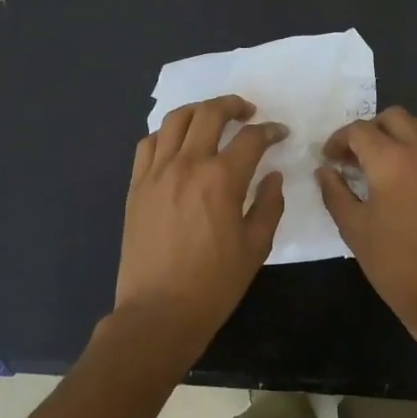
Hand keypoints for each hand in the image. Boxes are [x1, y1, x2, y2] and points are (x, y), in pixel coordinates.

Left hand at [111, 95, 286, 361]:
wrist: (158, 312)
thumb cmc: (214, 284)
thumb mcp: (256, 247)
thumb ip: (269, 205)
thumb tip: (273, 176)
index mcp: (222, 179)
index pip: (251, 138)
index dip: (270, 130)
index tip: (280, 133)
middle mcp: (187, 165)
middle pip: (210, 113)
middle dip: (234, 105)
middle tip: (248, 112)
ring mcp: (156, 172)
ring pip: (176, 120)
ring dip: (199, 111)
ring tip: (212, 118)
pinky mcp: (136, 185)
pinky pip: (148, 144)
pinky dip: (166, 134)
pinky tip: (178, 144)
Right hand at [316, 108, 416, 339]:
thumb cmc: (395, 264)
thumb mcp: (354, 229)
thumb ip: (335, 193)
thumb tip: (325, 170)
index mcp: (392, 160)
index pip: (359, 130)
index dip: (338, 140)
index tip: (329, 159)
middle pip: (394, 117)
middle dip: (369, 130)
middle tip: (354, 158)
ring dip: (396, 136)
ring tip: (381, 166)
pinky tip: (407, 183)